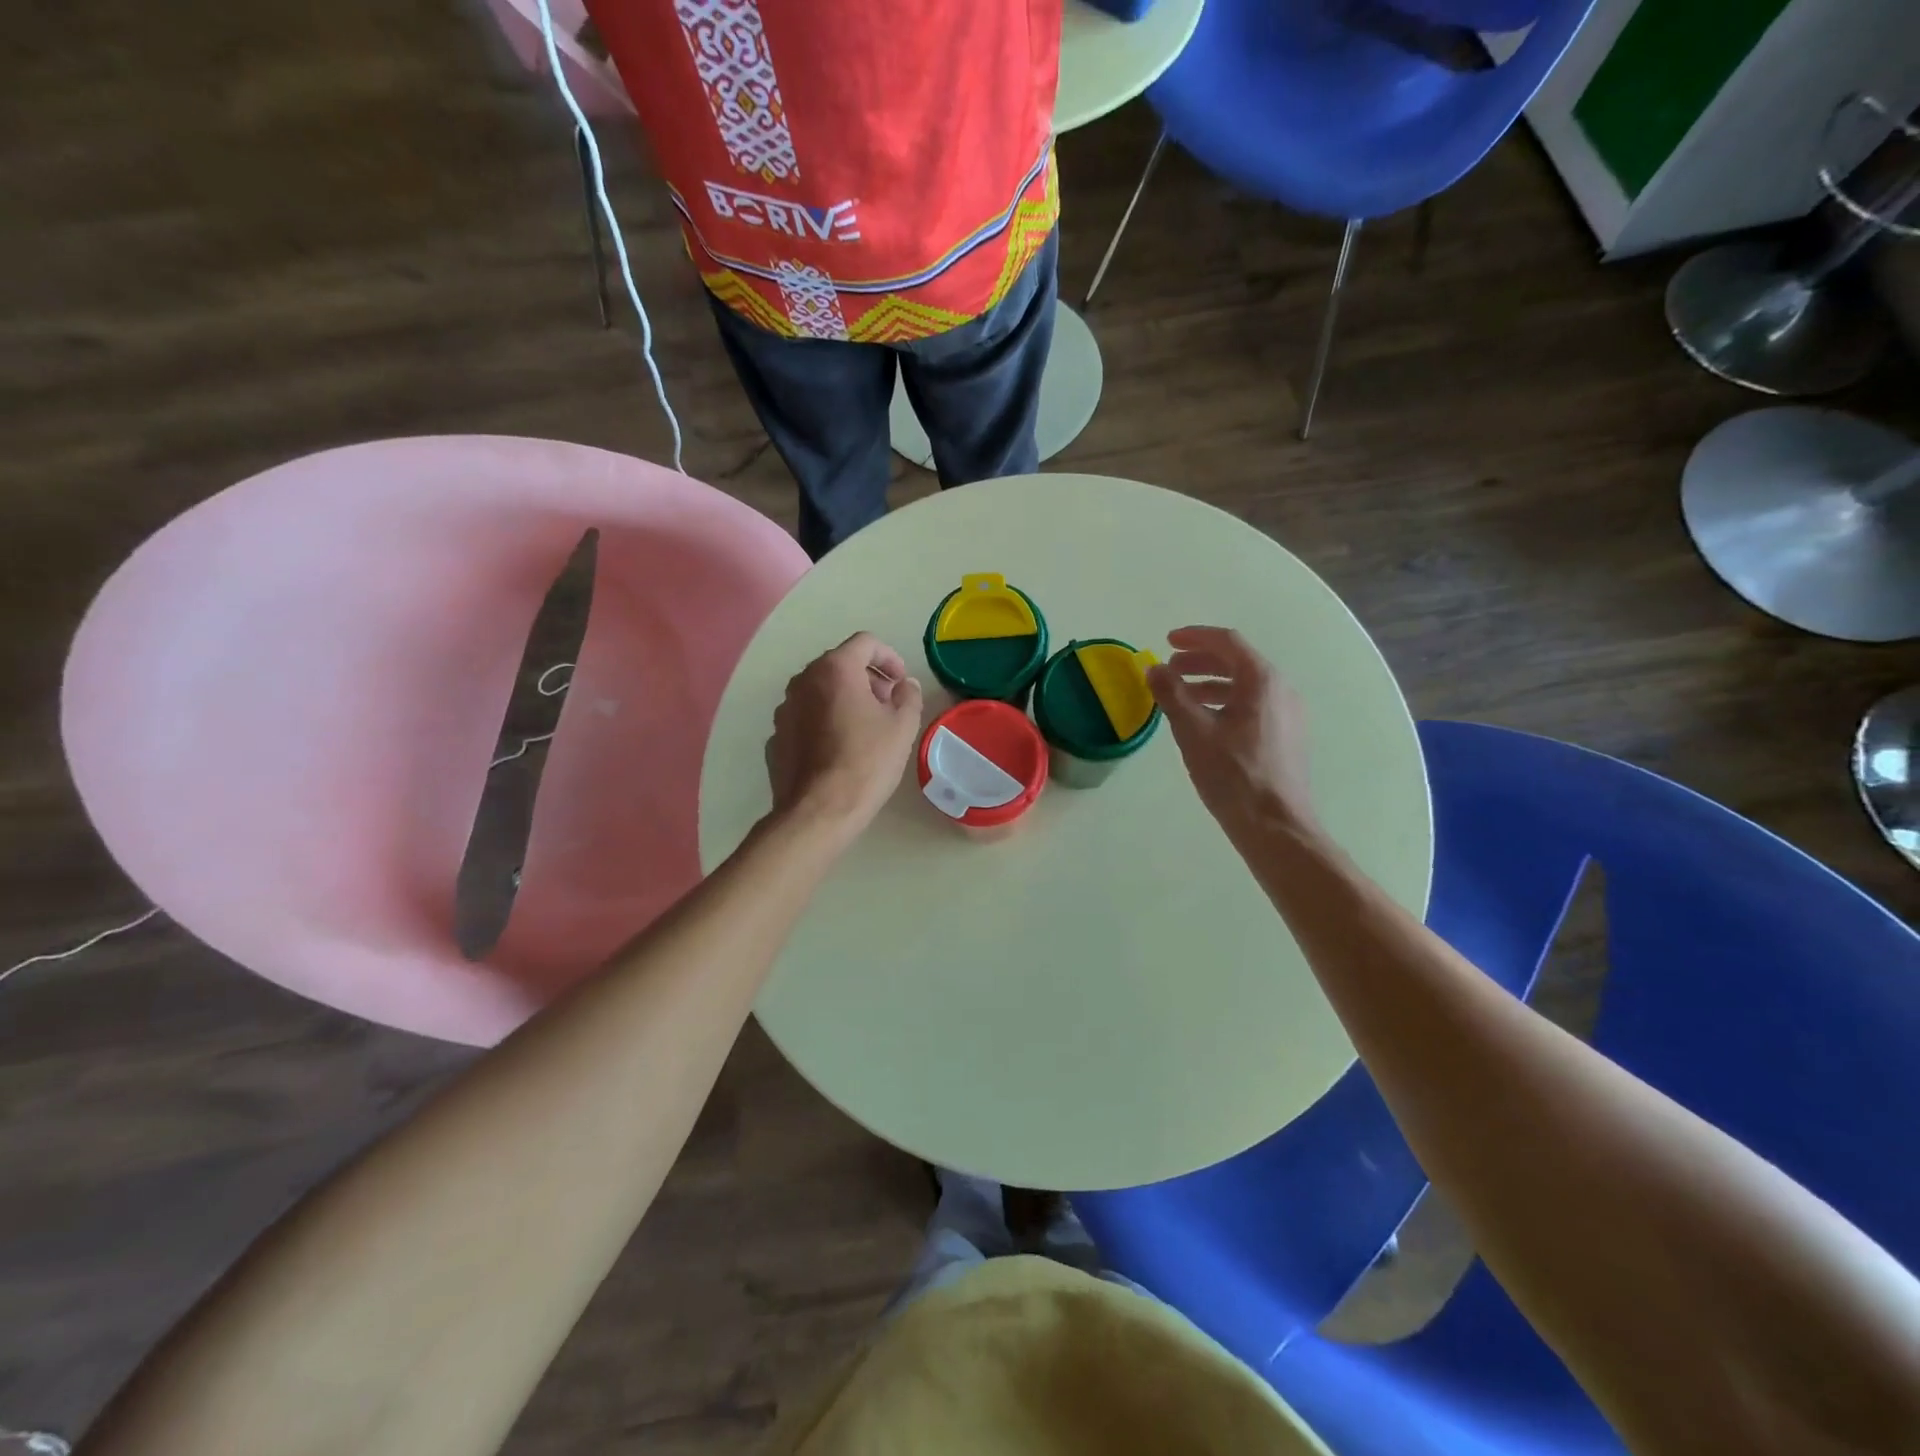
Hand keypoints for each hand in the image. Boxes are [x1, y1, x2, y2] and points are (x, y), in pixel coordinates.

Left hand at [765, 632, 924, 843]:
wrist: (818, 811)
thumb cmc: (866, 761)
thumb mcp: (902, 726)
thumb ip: (908, 696)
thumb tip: (904, 685)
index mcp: (834, 669)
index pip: (865, 643)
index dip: (890, 657)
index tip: (901, 682)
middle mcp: (803, 681)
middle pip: (839, 665)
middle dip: (867, 679)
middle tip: (888, 706)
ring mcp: (784, 709)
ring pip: (820, 692)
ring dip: (844, 700)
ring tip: (865, 729)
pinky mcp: (776, 737)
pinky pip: (805, 718)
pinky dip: (824, 723)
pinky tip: (839, 751)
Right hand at [1147, 626, 1319, 843]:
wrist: (1275, 825)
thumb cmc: (1232, 775)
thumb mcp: (1193, 732)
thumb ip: (1172, 695)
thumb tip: (1154, 669)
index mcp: (1261, 681)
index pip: (1227, 642)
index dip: (1194, 637)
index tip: (1167, 641)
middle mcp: (1281, 690)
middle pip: (1238, 661)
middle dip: (1200, 661)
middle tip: (1169, 670)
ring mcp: (1288, 714)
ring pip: (1245, 686)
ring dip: (1210, 683)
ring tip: (1181, 696)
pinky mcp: (1287, 736)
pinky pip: (1253, 705)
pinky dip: (1225, 702)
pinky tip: (1205, 722)